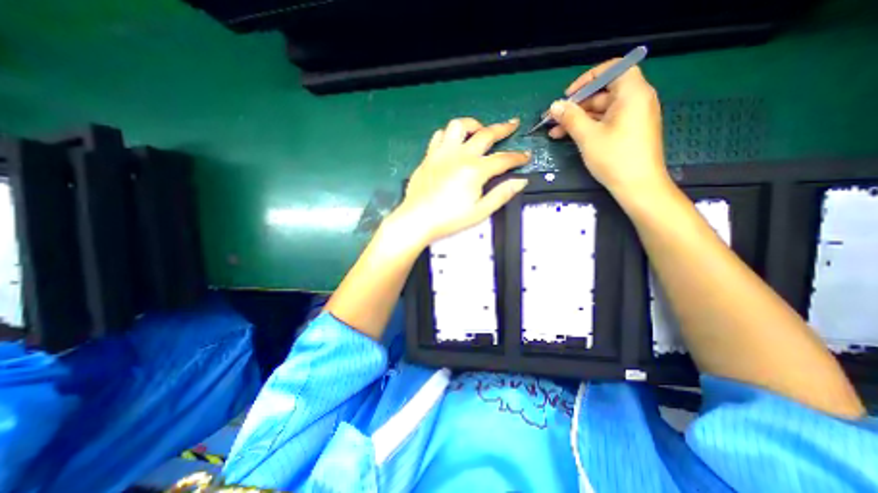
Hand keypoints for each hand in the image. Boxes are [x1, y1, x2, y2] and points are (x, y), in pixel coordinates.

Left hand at [397, 116, 530, 246]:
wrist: (418, 219)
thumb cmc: (449, 218)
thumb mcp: (480, 211)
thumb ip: (502, 195)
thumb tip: (520, 181)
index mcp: (475, 170)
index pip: (503, 159)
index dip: (518, 157)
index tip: (525, 156)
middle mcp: (460, 155)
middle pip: (486, 134)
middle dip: (503, 128)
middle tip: (512, 125)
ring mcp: (442, 153)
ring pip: (459, 126)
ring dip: (473, 125)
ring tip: (480, 130)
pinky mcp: (429, 156)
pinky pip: (439, 135)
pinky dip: (449, 134)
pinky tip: (454, 142)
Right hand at [546, 61, 673, 198]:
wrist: (638, 186)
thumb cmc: (614, 157)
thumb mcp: (588, 136)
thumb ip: (570, 117)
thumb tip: (554, 105)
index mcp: (633, 93)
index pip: (614, 68)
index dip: (589, 78)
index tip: (568, 95)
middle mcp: (636, 100)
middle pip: (604, 92)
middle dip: (577, 105)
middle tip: (555, 118)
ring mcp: (632, 117)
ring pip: (601, 110)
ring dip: (578, 119)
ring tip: (554, 132)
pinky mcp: (628, 131)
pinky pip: (606, 122)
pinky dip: (588, 127)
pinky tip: (568, 137)